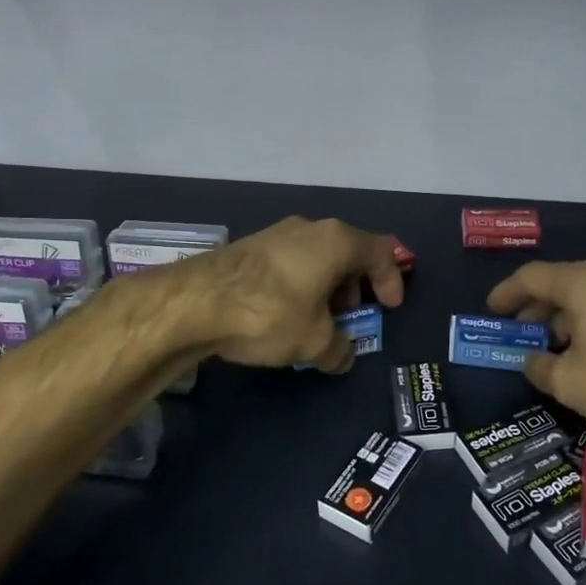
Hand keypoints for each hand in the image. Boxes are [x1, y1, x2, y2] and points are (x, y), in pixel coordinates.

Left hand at [174, 216, 404, 371]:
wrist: (194, 302)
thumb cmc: (270, 313)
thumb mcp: (314, 341)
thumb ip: (338, 349)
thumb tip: (343, 356)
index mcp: (336, 241)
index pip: (380, 252)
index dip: (391, 280)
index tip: (390, 308)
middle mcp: (309, 228)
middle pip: (348, 252)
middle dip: (356, 286)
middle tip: (352, 316)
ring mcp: (276, 234)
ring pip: (317, 257)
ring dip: (326, 288)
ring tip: (318, 321)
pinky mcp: (249, 247)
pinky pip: (290, 263)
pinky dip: (300, 286)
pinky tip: (286, 315)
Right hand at [488, 260, 585, 460]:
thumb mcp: (571, 384)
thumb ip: (540, 367)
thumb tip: (532, 361)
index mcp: (584, 283)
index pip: (532, 277)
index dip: (506, 294)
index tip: (491, 312)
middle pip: (562, 285)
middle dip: (535, 310)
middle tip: (517, 335)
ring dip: (565, 321)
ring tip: (551, 353)